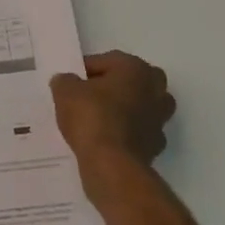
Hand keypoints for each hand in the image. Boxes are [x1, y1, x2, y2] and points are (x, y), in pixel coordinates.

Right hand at [50, 51, 175, 166]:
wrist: (111, 163)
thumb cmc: (91, 116)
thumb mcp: (66, 92)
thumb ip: (65, 81)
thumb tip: (66, 81)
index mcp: (136, 68)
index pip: (106, 61)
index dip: (85, 70)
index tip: (69, 83)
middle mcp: (155, 89)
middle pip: (130, 81)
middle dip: (111, 87)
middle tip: (87, 98)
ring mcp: (160, 119)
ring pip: (139, 107)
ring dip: (123, 110)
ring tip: (97, 119)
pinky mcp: (156, 145)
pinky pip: (138, 132)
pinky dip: (126, 133)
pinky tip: (106, 140)